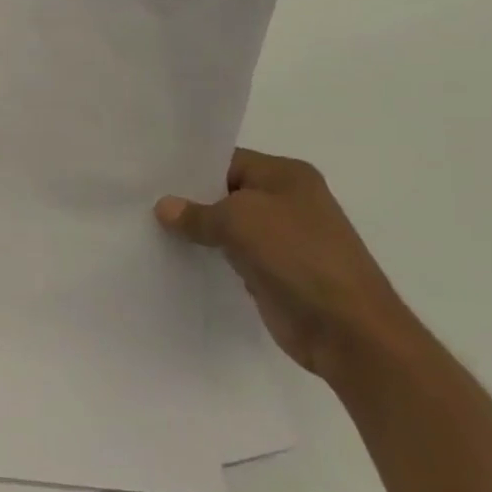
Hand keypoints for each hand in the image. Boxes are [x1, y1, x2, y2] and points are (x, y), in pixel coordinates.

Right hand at [155, 149, 421, 382]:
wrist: (348, 330)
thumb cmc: (297, 256)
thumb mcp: (239, 221)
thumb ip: (197, 213)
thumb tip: (163, 207)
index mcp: (287, 175)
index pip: (227, 161)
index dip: (191, 169)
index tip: (152, 178)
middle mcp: (287, 201)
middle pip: (226, 193)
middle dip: (190, 201)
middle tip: (143, 202)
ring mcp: (283, 239)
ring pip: (228, 227)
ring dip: (198, 232)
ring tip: (151, 230)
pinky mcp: (276, 272)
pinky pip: (233, 256)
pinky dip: (210, 257)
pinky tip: (177, 258)